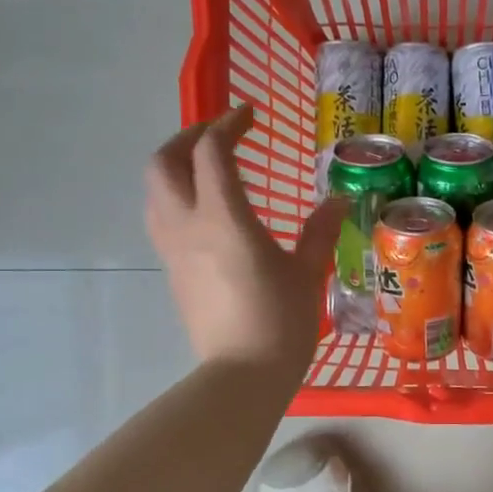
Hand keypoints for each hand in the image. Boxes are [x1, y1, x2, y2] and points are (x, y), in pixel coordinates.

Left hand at [146, 103, 345, 370]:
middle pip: (164, 162)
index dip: (228, 124)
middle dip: (187, 138)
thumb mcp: (307, 273)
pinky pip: (161, 217)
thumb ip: (319, 231)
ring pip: (155, 190)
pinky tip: (205, 210)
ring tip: (207, 167)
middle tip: (219, 135)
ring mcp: (174, 250)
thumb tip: (338, 201)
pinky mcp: (172, 271)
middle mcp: (188, 225)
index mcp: (224, 219)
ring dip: (175, 166)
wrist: (242, 374)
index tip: (250, 116)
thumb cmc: (281, 322)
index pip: (212, 152)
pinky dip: (175, 196)